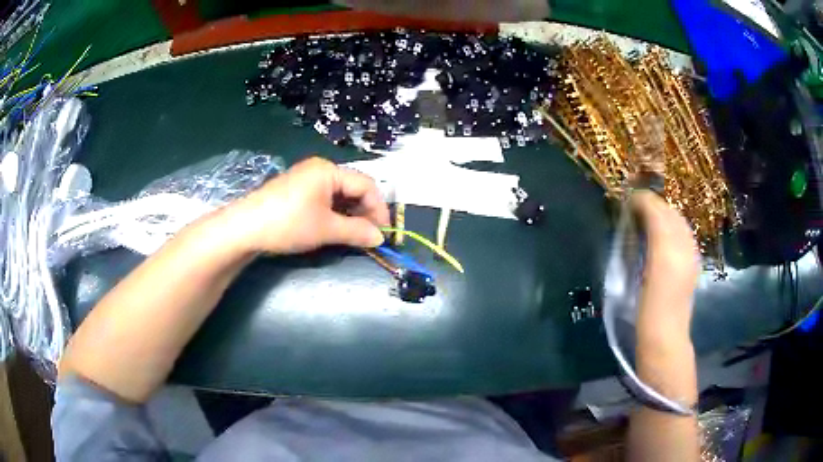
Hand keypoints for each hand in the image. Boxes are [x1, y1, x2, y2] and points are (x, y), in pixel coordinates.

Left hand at [231, 157, 389, 254]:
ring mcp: (306, 179)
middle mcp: (320, 169)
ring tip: (354, 235)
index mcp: (329, 170)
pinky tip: (336, 228)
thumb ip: (357, 231)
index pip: (366, 184)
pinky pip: (325, 198)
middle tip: (369, 236)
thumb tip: (380, 238)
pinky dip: (335, 213)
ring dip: (351, 214)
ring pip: (339, 194)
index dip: (379, 208)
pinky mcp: (297, 191)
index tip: (384, 232)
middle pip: (353, 187)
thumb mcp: (326, 229)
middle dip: (365, 211)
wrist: (245, 228)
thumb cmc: (288, 223)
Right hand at [631, 191, 700, 340]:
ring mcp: (690, 257)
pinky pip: (683, 236)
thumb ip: (638, 245)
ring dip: (663, 215)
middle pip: (670, 213)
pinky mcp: (692, 266)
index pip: (658, 211)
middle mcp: (683, 247)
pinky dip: (672, 228)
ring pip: (679, 223)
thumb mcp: (636, 277)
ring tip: (647, 218)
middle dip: (654, 205)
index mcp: (667, 250)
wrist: (665, 340)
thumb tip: (634, 217)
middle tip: (635, 207)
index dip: (643, 201)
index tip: (627, 200)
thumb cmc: (645, 313)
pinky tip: (662, 237)